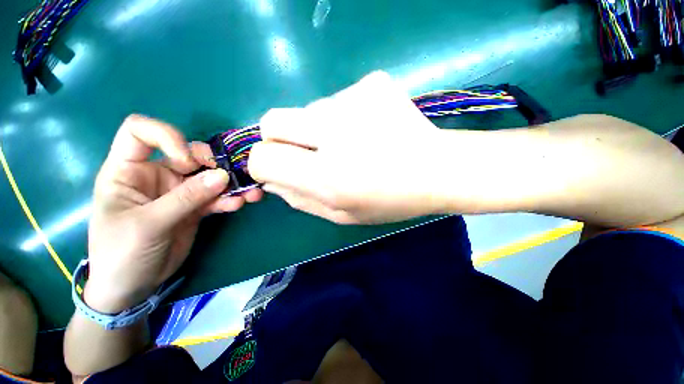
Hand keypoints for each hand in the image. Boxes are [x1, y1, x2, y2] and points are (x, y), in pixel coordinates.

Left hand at [85, 115, 262, 312]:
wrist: (133, 287)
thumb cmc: (120, 253)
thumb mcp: (148, 224)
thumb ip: (185, 198)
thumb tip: (223, 176)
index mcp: (128, 171)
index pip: (140, 133)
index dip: (166, 136)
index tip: (186, 160)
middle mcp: (155, 176)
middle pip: (187, 154)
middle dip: (211, 163)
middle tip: (229, 176)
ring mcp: (178, 193)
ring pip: (209, 177)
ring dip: (231, 183)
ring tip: (249, 192)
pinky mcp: (195, 208)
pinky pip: (216, 198)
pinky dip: (230, 199)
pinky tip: (240, 204)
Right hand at [248, 71, 444, 223]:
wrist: (439, 170)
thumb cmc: (391, 200)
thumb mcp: (342, 213)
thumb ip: (300, 199)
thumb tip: (270, 181)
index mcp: (328, 176)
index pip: (264, 157)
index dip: (264, 164)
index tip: (278, 168)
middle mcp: (335, 132)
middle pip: (273, 120)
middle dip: (280, 139)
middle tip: (310, 153)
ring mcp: (355, 100)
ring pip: (308, 110)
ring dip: (319, 129)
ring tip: (352, 144)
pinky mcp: (372, 83)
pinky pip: (337, 99)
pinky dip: (343, 116)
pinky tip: (368, 129)